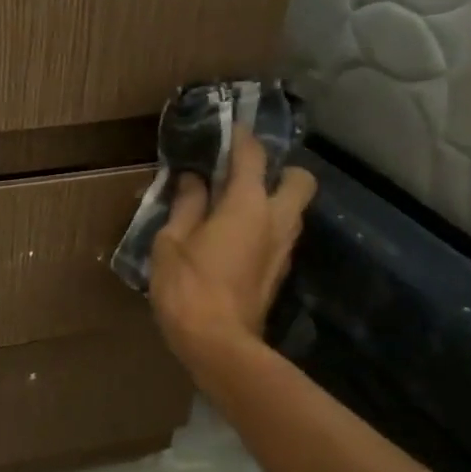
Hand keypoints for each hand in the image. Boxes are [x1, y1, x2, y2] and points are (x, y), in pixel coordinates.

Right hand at [149, 129, 316, 361]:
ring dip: (273, 200)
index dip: (242, 137)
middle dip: (280, 170)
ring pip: (293, 210)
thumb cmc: (187, 288)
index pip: (253, 156)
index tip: (230, 128)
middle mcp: (275, 220)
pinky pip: (279, 236)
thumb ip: (186, 206)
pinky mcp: (278, 273)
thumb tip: (193, 180)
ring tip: (235, 206)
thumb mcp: (171, 242)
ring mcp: (282, 249)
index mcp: (247, 205)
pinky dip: (264, 228)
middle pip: (299, 180)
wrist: (217, 344)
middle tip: (246, 175)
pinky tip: (235, 238)